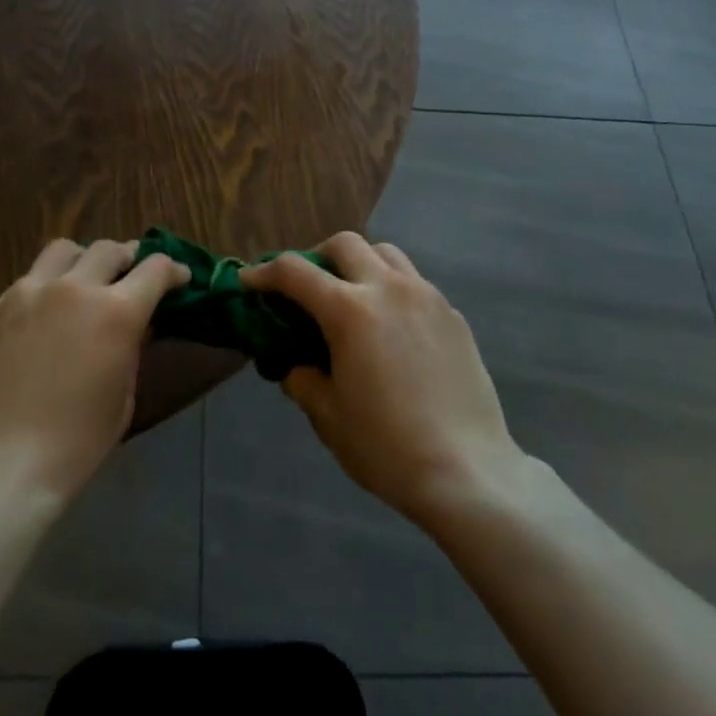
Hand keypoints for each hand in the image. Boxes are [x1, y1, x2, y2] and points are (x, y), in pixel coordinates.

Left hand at [0, 238, 190, 503]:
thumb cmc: (74, 444)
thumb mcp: (123, 398)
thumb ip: (132, 349)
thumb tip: (136, 324)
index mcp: (116, 312)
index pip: (155, 268)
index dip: (172, 271)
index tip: (178, 279)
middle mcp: (74, 288)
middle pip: (110, 250)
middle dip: (129, 260)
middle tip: (131, 279)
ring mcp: (28, 292)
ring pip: (64, 250)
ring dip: (83, 261)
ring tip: (84, 282)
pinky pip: (28, 279)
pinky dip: (47, 287)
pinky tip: (43, 316)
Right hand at [241, 233, 520, 525]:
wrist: (467, 472)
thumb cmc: (386, 447)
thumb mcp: (328, 416)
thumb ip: (303, 379)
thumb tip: (297, 365)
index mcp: (350, 311)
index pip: (295, 272)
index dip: (265, 272)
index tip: (249, 281)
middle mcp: (389, 289)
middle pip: (345, 244)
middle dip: (317, 256)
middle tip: (309, 288)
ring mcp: (427, 298)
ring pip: (386, 254)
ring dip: (360, 265)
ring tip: (353, 299)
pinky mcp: (454, 316)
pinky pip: (415, 284)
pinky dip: (393, 290)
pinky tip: (393, 330)